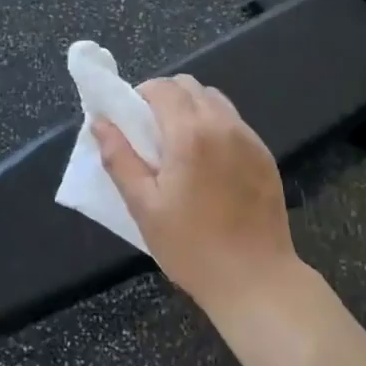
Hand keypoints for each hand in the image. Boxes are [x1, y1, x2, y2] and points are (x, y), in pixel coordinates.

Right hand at [92, 75, 298, 319]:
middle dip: (165, 98)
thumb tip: (100, 123)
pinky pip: (234, 123)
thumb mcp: (143, 206)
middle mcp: (223, 125)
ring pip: (214, 100)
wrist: (256, 279)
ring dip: (191, 109)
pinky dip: (215, 127)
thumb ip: (119, 159)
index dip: (140, 95)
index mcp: (190, 133)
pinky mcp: (265, 155)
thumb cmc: (191, 247)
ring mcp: (249, 139)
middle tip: (151, 134)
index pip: (163, 87)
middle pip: (190, 86)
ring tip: (180, 147)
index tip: (130, 121)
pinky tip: (208, 164)